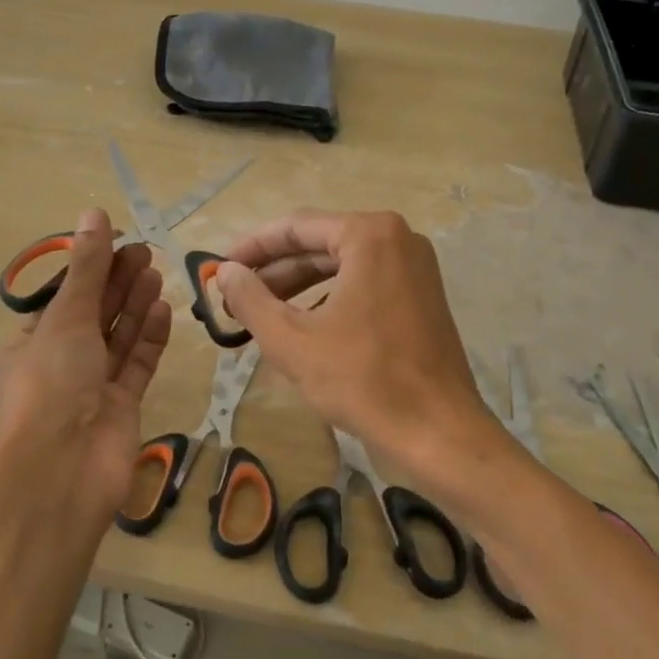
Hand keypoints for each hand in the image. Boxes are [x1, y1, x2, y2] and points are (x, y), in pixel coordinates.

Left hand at [0, 208, 171, 519]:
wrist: (61, 472)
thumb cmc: (49, 385)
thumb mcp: (65, 318)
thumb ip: (87, 266)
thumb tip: (95, 212)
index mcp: (25, 348)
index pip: (59, 301)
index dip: (87, 271)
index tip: (115, 243)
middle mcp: (55, 368)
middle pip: (91, 316)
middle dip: (115, 283)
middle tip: (144, 251)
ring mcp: (88, 391)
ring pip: (115, 339)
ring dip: (133, 305)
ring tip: (155, 271)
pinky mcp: (119, 409)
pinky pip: (134, 365)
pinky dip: (147, 337)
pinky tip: (162, 308)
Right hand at [214, 210, 504, 487]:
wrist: (438, 432)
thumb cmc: (363, 380)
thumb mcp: (292, 340)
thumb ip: (251, 299)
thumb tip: (225, 272)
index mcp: (369, 235)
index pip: (295, 227)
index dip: (252, 247)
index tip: (220, 268)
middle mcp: (397, 238)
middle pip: (320, 243)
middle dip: (275, 270)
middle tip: (235, 295)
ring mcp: (415, 267)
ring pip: (342, 265)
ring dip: (299, 285)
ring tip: (261, 312)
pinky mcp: (422, 296)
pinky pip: (364, 282)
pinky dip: (330, 297)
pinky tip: (305, 325)